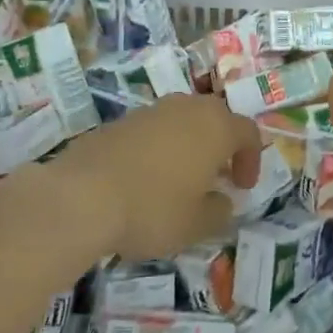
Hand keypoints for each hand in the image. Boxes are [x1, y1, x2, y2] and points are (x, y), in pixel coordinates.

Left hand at [43, 93, 261, 261]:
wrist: (81, 196)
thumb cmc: (152, 209)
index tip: (242, 187)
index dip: (251, 159)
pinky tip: (145, 179)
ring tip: (180, 178)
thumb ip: (218, 211)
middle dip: (221, 145)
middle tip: (216, 176)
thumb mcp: (196, 224)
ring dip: (189, 144)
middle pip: (215, 117)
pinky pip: (152, 130)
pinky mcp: (119, 121)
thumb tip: (221, 201)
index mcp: (215, 127)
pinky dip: (158, 148)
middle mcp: (186, 108)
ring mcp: (151, 111)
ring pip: (182, 120)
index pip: (248, 132)